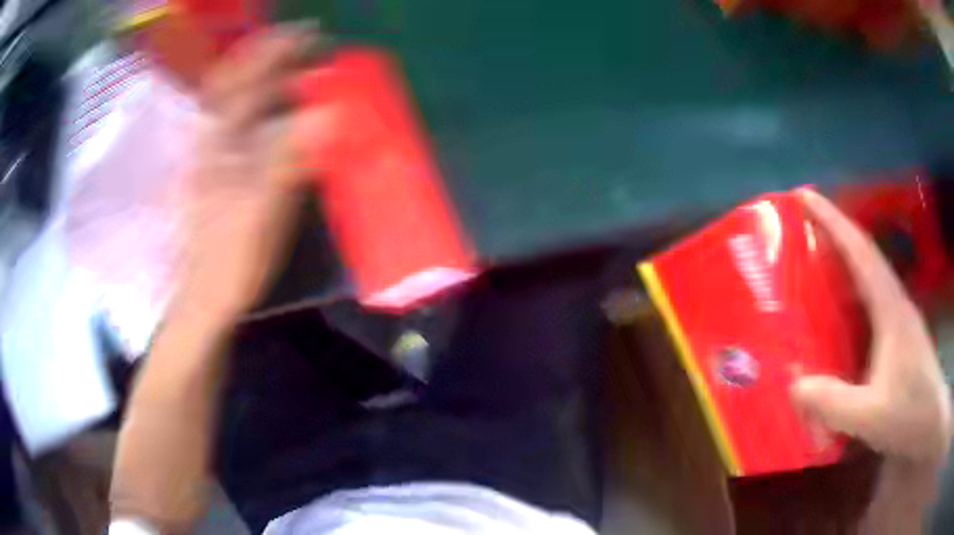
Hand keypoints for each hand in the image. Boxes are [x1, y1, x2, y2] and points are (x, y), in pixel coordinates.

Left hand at [173, 27, 328, 323]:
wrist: (204, 298)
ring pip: (234, 102)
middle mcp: (210, 140)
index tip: (307, 32)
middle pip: (235, 83)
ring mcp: (211, 155)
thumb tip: (329, 113)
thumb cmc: (230, 259)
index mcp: (218, 144)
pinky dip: (259, 107)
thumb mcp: (262, 211)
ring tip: (297, 70)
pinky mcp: (216, 172)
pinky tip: (277, 111)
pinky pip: (238, 126)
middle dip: (268, 56)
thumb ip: (290, 159)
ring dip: (264, 78)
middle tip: (305, 44)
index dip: (275, 50)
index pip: (246, 81)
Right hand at [791, 189, 951, 466]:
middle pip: (863, 254)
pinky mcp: (897, 334)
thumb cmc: (909, 413)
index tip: (805, 195)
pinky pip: (870, 300)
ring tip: (813, 263)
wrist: (930, 422)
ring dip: (842, 261)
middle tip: (801, 226)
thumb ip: (834, 402)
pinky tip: (838, 309)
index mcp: (890, 307)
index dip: (833, 219)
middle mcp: (894, 301)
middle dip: (834, 232)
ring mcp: (897, 317)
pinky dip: (851, 291)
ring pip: (868, 276)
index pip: (861, 250)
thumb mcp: (872, 415)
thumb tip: (793, 383)